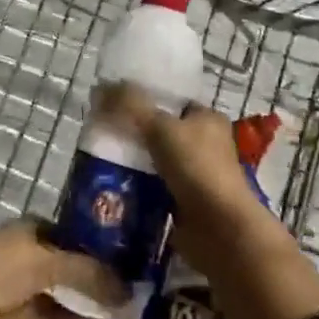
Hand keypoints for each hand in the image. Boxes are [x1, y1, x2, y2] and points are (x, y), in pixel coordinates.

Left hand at [0, 221, 126, 318]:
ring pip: (45, 297)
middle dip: (80, 273)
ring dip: (76, 303)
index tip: (112, 249)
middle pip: (50, 265)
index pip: (51, 232)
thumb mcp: (43, 262)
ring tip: (115, 310)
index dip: (79, 238)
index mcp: (12, 236)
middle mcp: (5, 263)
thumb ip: (84, 271)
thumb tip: (124, 288)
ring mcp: (0, 301)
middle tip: (121, 283)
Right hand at [93, 83, 246, 204]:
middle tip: (103, 133)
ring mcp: (198, 176)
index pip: (174, 101)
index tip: (115, 104)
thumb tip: (99, 89)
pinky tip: (115, 187)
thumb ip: (129, 105)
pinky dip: (139, 188)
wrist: (220, 230)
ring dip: (135, 163)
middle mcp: (206, 145)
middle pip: (163, 132)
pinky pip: (156, 189)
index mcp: (207, 119)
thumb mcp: (160, 127)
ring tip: (101, 160)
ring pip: (158, 161)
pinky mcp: (188, 205)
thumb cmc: (197, 168)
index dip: (146, 99)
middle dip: (135, 133)